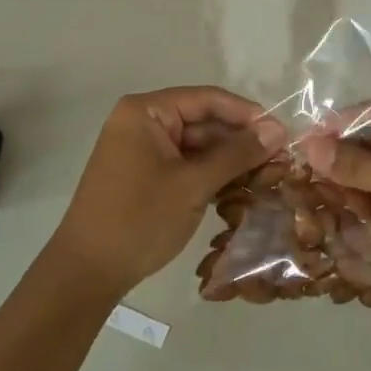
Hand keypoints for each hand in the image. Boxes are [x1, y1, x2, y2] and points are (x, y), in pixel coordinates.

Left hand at [50, 87, 285, 297]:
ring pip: (197, 146)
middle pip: (203, 121)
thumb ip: (237, 153)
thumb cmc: (139, 219)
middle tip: (281, 160)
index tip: (282, 133)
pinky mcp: (145, 176)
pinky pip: (185, 165)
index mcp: (145, 112)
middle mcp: (141, 123)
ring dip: (229, 161)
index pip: (207, 99)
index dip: (247, 114)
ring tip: (268, 176)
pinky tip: (241, 189)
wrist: (88, 271)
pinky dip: (211, 176)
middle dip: (240, 140)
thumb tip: (278, 130)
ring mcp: (142, 151)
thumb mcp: (193, 184)